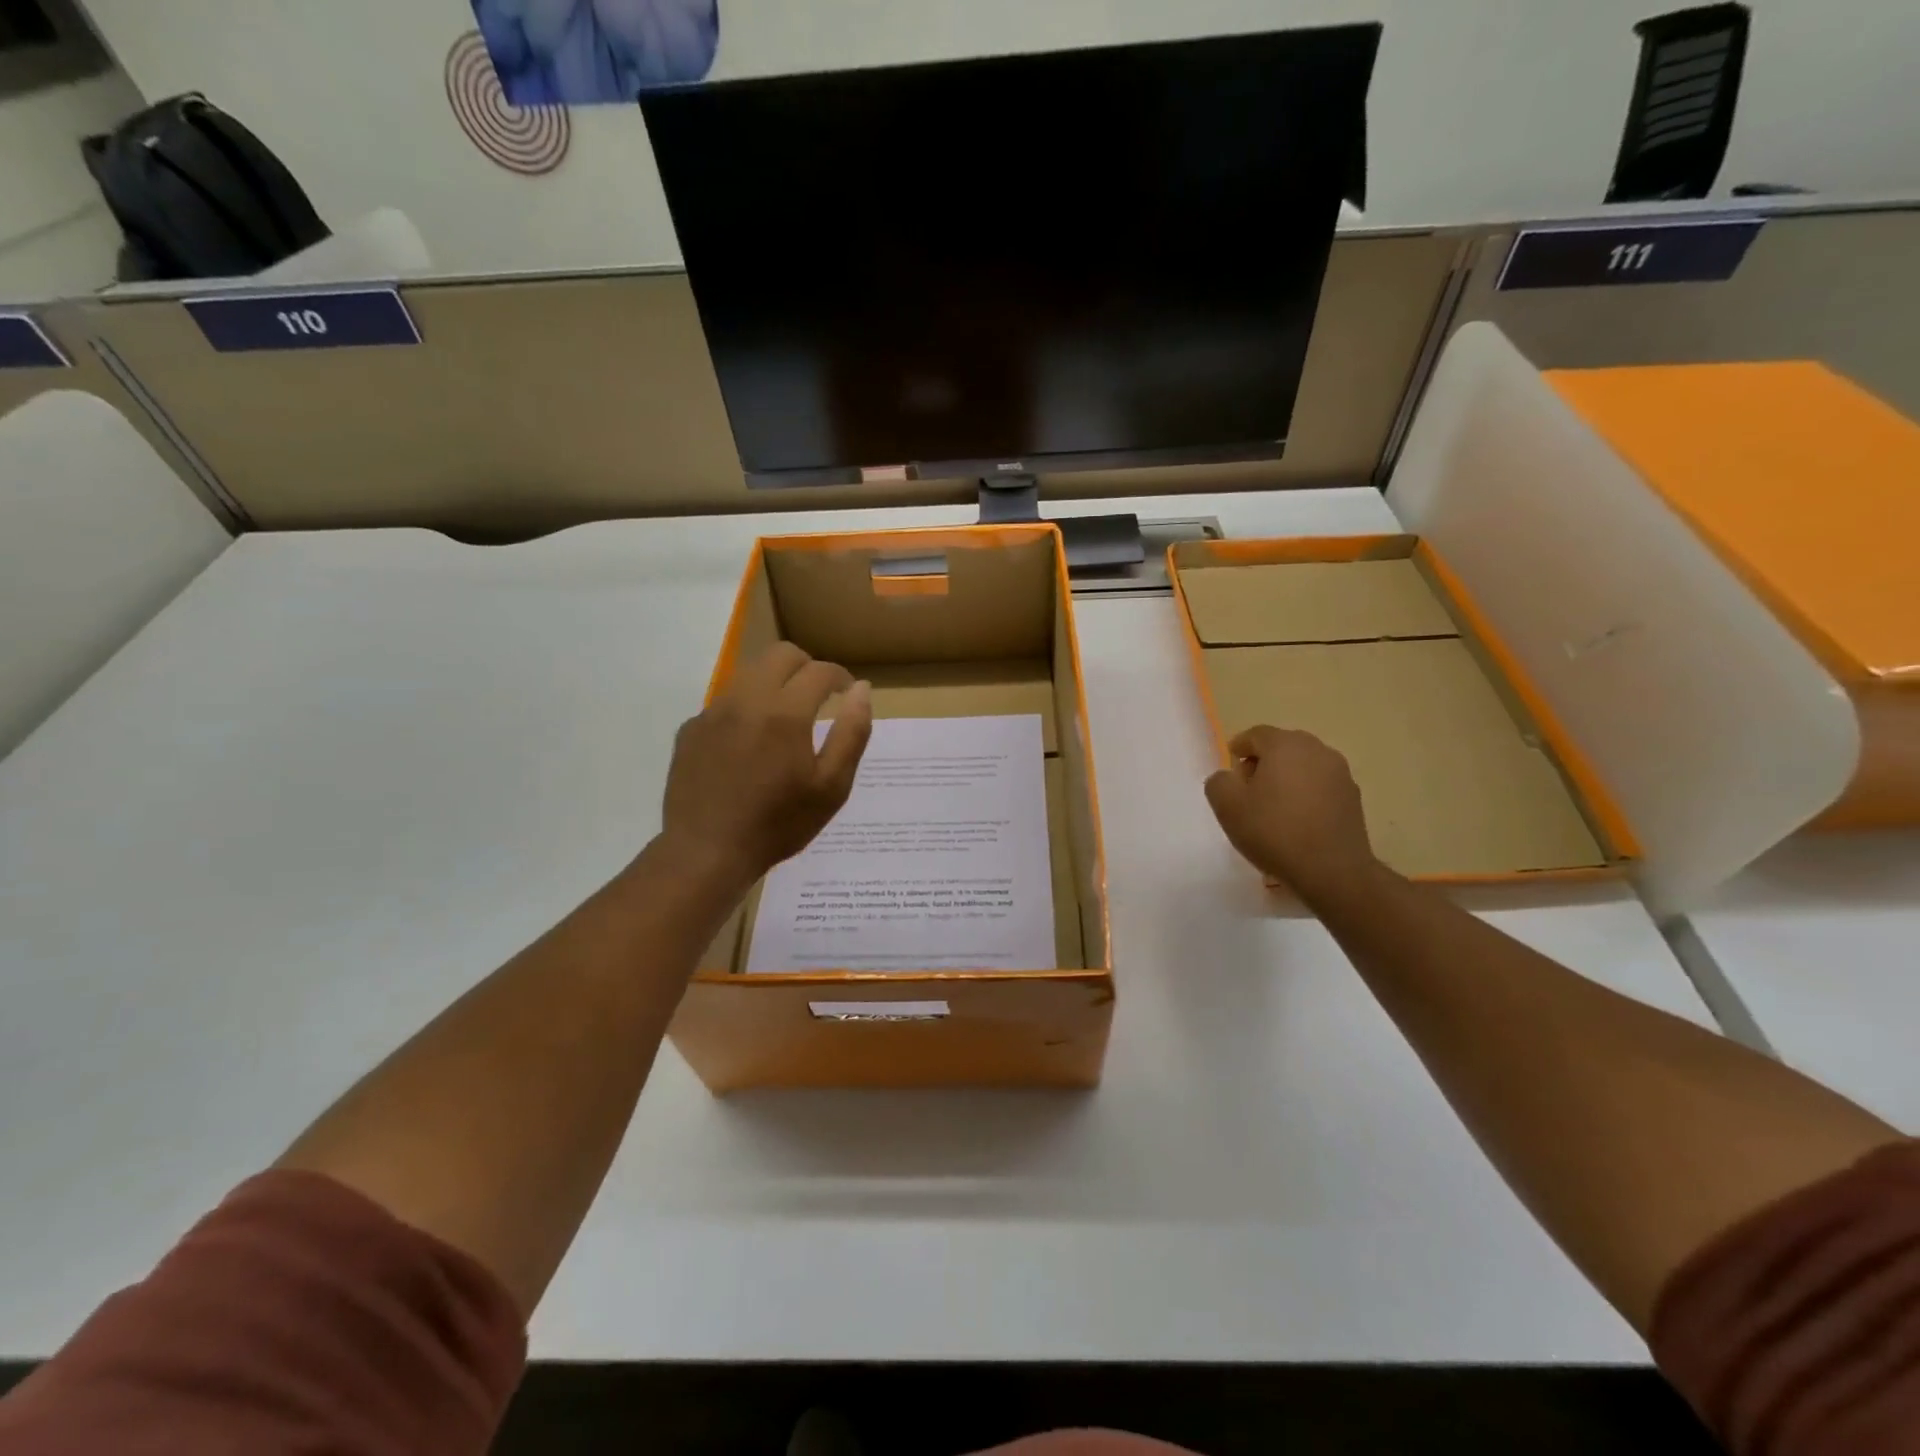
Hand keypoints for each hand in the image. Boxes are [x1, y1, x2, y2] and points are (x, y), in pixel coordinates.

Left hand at [660, 643, 873, 893]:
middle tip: (819, 695)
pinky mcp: (691, 729)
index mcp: (785, 713)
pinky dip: (745, 709)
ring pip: (749, 674)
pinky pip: (725, 703)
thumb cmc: (778, 824)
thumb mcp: (831, 787)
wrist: (707, 852)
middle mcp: (747, 700)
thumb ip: (852, 733)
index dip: (840, 677)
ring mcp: (713, 712)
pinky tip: (748, 745)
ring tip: (785, 719)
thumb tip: (861, 690)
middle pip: (781, 655)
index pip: (819, 671)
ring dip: (774, 683)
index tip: (847, 693)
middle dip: (806, 666)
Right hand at [1204, 725, 1378, 902]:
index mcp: (1285, 745)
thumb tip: (1229, 777)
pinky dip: (1306, 794)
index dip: (1238, 748)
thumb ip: (1219, 782)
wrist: (1332, 870)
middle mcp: (1317, 750)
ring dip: (1286, 778)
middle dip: (1263, 762)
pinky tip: (1297, 820)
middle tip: (1248, 789)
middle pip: (1282, 747)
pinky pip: (1321, 786)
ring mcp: (1340, 773)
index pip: (1256, 734)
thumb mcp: (1227, 806)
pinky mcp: (1353, 797)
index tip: (1230, 769)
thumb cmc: (1274, 831)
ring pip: (1304, 766)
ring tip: (1273, 807)